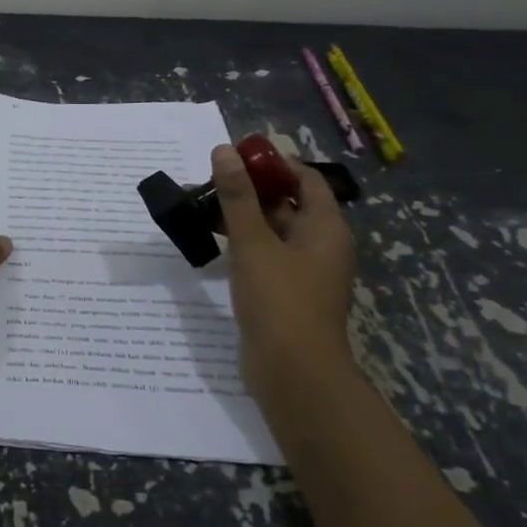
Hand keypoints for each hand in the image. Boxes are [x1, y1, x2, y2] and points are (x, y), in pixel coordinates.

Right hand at [211, 143, 357, 404]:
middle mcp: (320, 245)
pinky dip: (242, 244)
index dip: (274, 163)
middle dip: (249, 189)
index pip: (305, 179)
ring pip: (272, 231)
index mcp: (325, 227)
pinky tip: (212, 243)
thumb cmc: (280, 301)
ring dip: (241, 217)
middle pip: (287, 203)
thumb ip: (237, 196)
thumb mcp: (253, 243)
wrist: (293, 375)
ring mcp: (303, 272)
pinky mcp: (285, 293)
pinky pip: (265, 256)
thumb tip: (225, 151)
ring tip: (201, 208)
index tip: (237, 156)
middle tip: (208, 181)